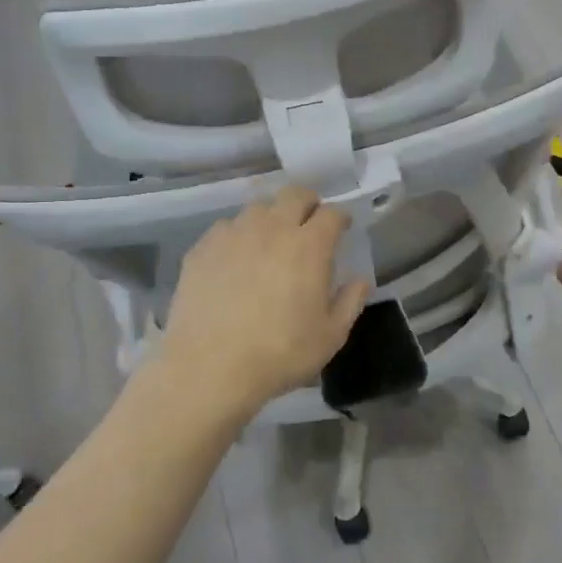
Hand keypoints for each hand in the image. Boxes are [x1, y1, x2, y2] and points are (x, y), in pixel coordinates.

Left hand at [159, 185, 369, 408]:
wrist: (209, 368)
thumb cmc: (280, 353)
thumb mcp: (331, 336)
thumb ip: (350, 302)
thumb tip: (359, 280)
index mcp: (309, 246)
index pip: (332, 213)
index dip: (340, 218)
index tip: (342, 229)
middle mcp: (272, 229)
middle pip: (294, 194)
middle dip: (308, 203)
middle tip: (309, 224)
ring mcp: (233, 235)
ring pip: (257, 208)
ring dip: (271, 218)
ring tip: (270, 242)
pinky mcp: (202, 248)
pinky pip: (226, 228)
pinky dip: (238, 236)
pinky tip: (236, 260)